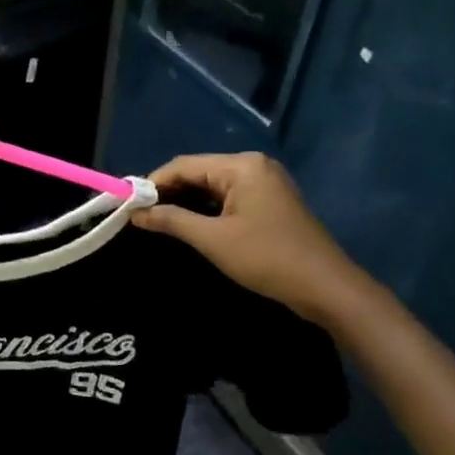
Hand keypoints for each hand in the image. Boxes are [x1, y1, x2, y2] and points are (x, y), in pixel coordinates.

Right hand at [131, 152, 364, 322]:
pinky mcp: (269, 203)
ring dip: (184, 202)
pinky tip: (186, 224)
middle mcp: (253, 166)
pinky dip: (204, 210)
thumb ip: (171, 221)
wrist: (327, 288)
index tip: (127, 204)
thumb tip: (136, 214)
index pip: (183, 165)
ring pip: (211, 186)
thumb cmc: (267, 258)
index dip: (152, 183)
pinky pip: (227, 198)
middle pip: (197, 172)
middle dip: (167, 192)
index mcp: (241, 166)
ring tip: (156, 221)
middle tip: (138, 215)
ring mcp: (264, 184)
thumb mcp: (213, 240)